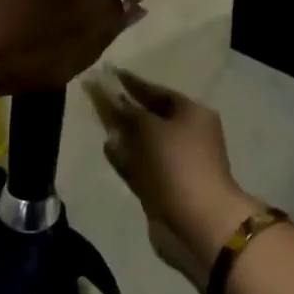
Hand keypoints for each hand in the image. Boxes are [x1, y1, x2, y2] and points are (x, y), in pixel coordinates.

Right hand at [85, 68, 260, 290]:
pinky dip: (125, 156)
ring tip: (97, 119)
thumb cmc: (177, 164)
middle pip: (149, 116)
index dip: (131, 82)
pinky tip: (107, 147)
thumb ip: (124, 110)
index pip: (157, 91)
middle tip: (95, 96)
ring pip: (142, 142)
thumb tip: (108, 93)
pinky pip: (139, 165)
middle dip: (124, 107)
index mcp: (192, 113)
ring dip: (122, 132)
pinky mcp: (163, 187)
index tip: (107, 72)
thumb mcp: (149, 128)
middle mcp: (186, 134)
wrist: (198, 221)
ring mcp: (175, 163)